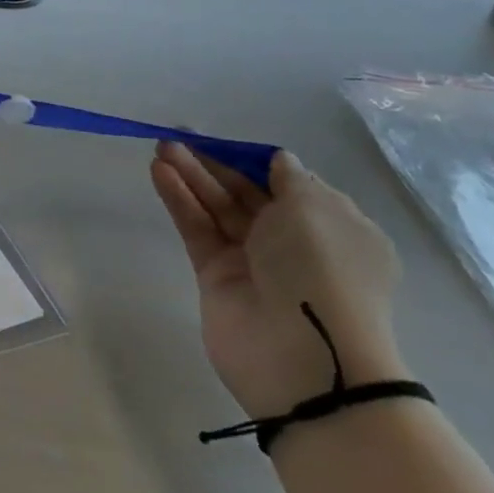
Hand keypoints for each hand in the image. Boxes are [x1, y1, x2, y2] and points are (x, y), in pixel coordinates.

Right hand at [150, 142, 405, 420]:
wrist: (305, 355)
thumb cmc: (321, 269)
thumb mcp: (315, 209)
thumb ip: (289, 179)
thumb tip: (278, 162)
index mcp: (333, 229)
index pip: (291, 186)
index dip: (258, 161)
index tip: (228, 143)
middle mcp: (295, 244)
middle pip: (247, 194)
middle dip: (214, 165)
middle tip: (177, 138)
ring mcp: (253, 261)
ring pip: (217, 208)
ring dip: (191, 176)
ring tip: (160, 148)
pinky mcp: (216, 275)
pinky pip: (197, 228)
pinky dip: (179, 200)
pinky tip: (159, 172)